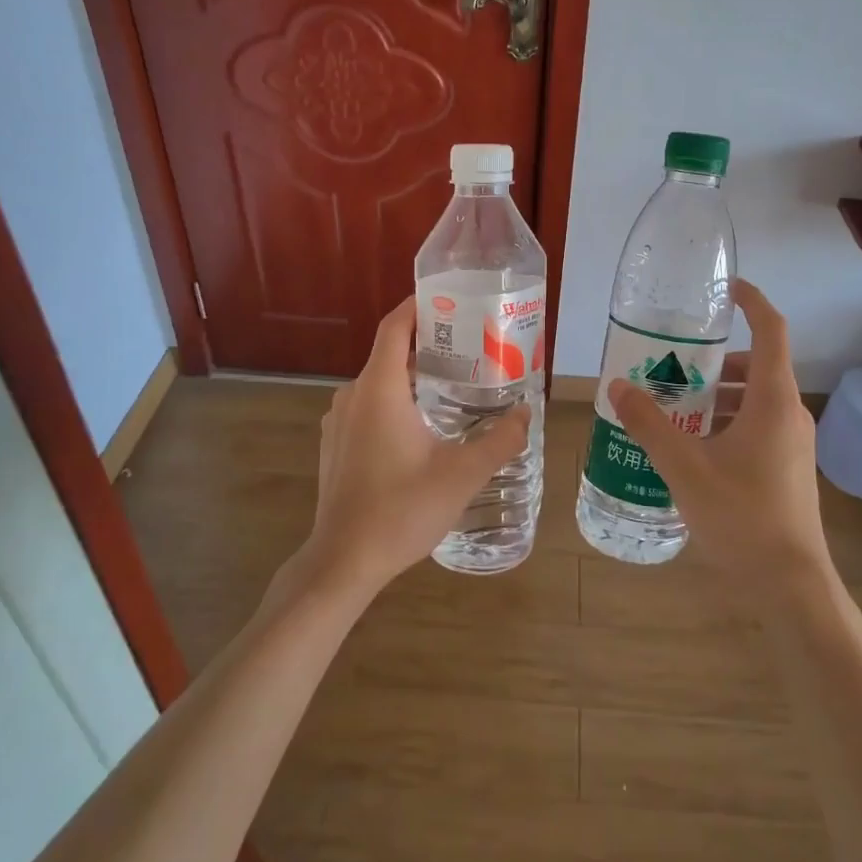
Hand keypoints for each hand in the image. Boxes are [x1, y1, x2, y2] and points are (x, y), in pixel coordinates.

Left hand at [301, 297, 530, 596]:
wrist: (343, 561)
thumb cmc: (401, 510)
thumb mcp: (462, 475)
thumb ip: (500, 441)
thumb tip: (526, 413)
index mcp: (379, 390)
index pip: (394, 327)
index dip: (418, 306)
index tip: (449, 299)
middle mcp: (353, 396)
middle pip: (389, 352)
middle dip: (428, 345)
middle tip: (469, 349)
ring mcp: (339, 421)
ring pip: (379, 382)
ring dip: (412, 376)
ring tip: (453, 386)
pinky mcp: (335, 445)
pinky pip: (368, 406)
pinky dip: (395, 401)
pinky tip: (422, 427)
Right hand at [608, 280, 831, 606]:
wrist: (790, 583)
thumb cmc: (741, 516)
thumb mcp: (684, 466)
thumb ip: (649, 423)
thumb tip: (617, 386)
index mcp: (774, 400)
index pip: (771, 330)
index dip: (751, 301)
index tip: (724, 289)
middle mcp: (790, 413)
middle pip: (756, 366)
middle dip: (714, 360)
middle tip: (671, 363)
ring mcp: (792, 443)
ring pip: (754, 400)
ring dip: (717, 394)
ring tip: (671, 405)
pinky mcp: (787, 467)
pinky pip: (756, 425)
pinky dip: (726, 421)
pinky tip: (691, 446)